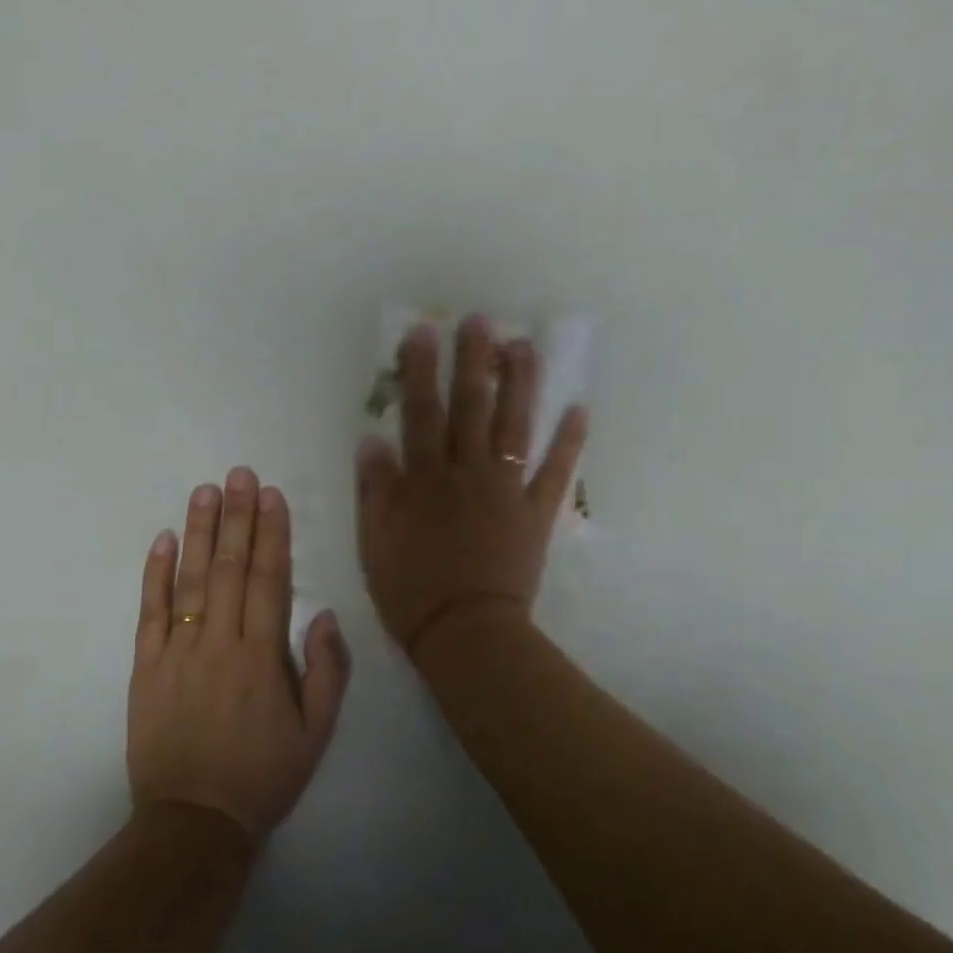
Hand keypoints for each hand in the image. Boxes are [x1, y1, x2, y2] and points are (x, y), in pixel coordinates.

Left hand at [129, 469, 351, 837]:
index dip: (271, 534)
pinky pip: (149, 613)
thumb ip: (326, 670)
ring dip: (198, 532)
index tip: (271, 496)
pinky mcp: (145, 668)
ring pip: (189, 581)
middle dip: (237, 517)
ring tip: (205, 491)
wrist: (194, 822)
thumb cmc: (263, 775)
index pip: (268, 580)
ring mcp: (177, 653)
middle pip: (229, 569)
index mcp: (262, 657)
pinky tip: (162, 540)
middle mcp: (220, 643)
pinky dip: (154, 574)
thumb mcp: (316, 732)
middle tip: (239, 474)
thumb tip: (322, 614)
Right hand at [356, 317, 587, 657]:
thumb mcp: (376, 542)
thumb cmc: (413, 590)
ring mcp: (507, 490)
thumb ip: (375, 490)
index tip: (423, 332)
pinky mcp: (536, 512)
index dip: (420, 371)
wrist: (467, 632)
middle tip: (481, 320)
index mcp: (426, 479)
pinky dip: (569, 441)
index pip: (421, 413)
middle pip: (471, 408)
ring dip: (521, 384)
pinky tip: (580, 409)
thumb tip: (371, 440)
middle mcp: (468, 473)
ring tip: (525, 346)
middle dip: (474, 361)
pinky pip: (556, 472)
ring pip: (515, 427)